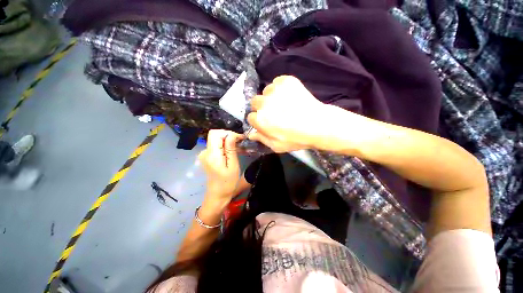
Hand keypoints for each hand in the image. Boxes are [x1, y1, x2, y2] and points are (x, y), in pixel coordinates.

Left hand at [198, 130, 242, 203]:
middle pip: (215, 135)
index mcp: (212, 154)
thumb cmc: (228, 182)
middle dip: (228, 136)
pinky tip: (232, 151)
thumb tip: (232, 135)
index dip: (228, 133)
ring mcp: (205, 154)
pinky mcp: (207, 156)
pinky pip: (216, 146)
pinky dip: (225, 146)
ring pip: (216, 140)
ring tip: (239, 147)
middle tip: (240, 141)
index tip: (240, 138)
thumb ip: (231, 149)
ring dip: (227, 141)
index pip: (215, 134)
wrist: (217, 195)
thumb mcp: (233, 165)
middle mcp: (205, 152)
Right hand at [247, 76, 327, 152]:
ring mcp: (275, 90)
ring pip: (266, 91)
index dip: (259, 120)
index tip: (266, 122)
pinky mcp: (286, 81)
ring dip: (271, 97)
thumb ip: (262, 139)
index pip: (251, 117)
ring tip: (284, 103)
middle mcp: (264, 103)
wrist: (319, 125)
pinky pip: (277, 82)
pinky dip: (281, 88)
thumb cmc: (297, 139)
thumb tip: (251, 134)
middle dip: (262, 108)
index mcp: (260, 119)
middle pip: (255, 102)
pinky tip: (289, 95)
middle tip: (274, 112)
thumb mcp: (277, 146)